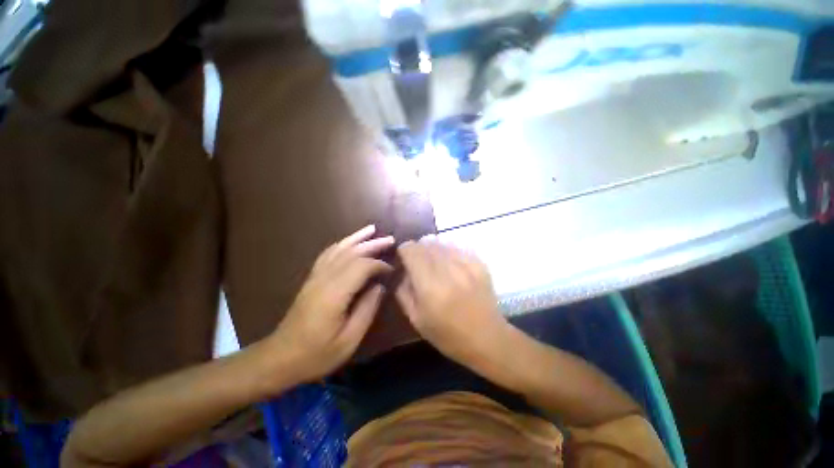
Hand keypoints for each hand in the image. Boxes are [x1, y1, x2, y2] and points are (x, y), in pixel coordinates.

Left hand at [267, 225, 393, 384]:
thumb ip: (367, 310)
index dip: (378, 264)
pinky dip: (341, 244)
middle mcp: (324, 279)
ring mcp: (315, 276)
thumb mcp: (348, 340)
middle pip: (351, 253)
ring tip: (372, 229)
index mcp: (334, 294)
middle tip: (390, 240)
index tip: (391, 270)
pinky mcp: (311, 278)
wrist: (280, 358)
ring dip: (356, 238)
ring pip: (338, 249)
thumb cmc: (316, 354)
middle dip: (372, 244)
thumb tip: (379, 287)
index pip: (361, 266)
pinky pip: (328, 254)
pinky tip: (349, 242)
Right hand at [396, 236, 509, 369]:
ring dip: (433, 250)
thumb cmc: (448, 335)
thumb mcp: (416, 319)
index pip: (411, 250)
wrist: (487, 338)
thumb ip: (403, 291)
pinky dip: (449, 252)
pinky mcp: (479, 263)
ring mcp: (466, 264)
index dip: (404, 250)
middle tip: (418, 263)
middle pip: (426, 243)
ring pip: (441, 242)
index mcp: (429, 286)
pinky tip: (451, 266)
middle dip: (418, 250)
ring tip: (435, 264)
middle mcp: (448, 269)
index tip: (404, 259)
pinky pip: (457, 247)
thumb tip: (403, 271)